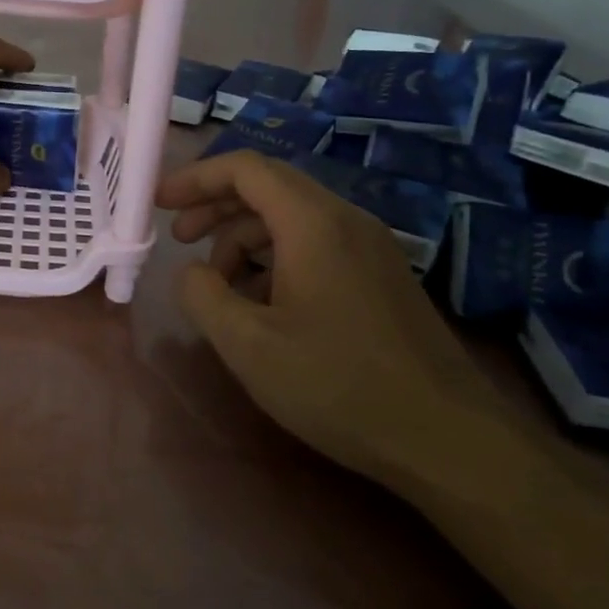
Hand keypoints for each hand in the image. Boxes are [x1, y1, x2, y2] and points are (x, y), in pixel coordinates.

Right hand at [156, 150, 495, 482]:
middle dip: (215, 206)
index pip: (245, 169)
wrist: (449, 440)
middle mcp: (345, 220)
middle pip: (268, 187)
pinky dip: (275, 257)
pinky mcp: (380, 275)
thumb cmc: (339, 386)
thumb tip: (192, 271)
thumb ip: (202, 295)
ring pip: (291, 217)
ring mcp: (369, 247)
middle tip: (180, 240)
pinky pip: (315, 243)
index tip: (159, 204)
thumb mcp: (248, 345)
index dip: (196, 178)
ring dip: (243, 237)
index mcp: (312, 223)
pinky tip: (262, 303)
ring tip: (218, 284)